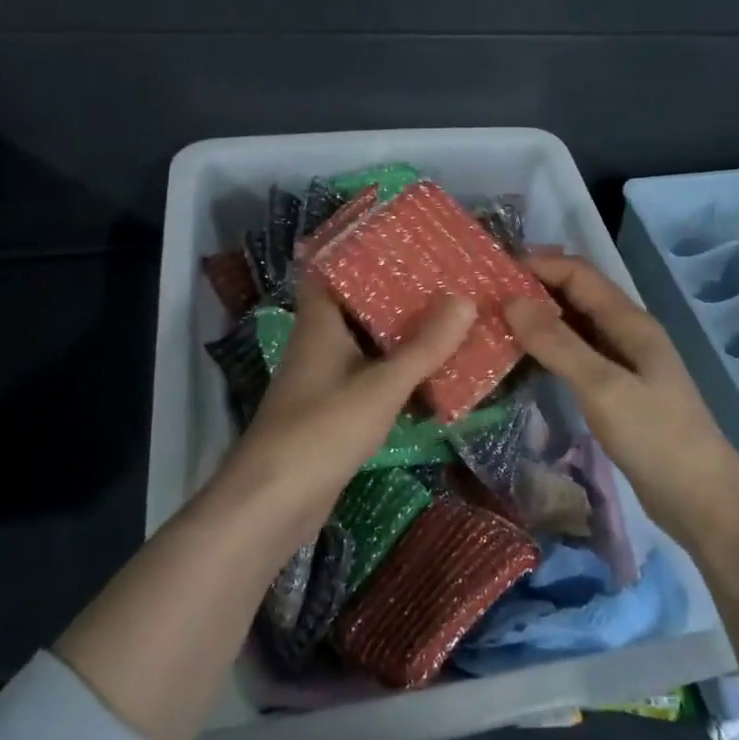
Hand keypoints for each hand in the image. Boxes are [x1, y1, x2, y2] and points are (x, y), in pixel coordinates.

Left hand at [220, 275, 477, 541]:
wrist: (274, 502)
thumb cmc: (322, 429)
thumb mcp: (381, 385)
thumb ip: (424, 347)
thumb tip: (464, 299)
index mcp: (320, 322)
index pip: (330, 269)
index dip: (360, 250)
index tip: (402, 237)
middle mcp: (319, 343)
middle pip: (357, 305)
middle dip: (396, 293)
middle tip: (443, 276)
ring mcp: (324, 378)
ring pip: (366, 344)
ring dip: (400, 334)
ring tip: (448, 316)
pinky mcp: (333, 411)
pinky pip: (370, 378)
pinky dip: (396, 372)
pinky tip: (432, 372)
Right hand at [504, 252, 738, 539]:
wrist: (702, 500)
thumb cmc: (656, 437)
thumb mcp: (602, 387)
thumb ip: (557, 344)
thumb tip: (511, 301)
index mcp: (629, 322)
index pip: (578, 274)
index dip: (538, 266)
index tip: (492, 273)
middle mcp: (626, 333)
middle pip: (576, 296)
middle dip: (534, 290)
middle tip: (485, 298)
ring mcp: (623, 363)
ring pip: (574, 327)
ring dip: (538, 321)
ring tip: (494, 325)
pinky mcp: (616, 391)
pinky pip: (576, 357)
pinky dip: (548, 351)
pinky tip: (521, 362)